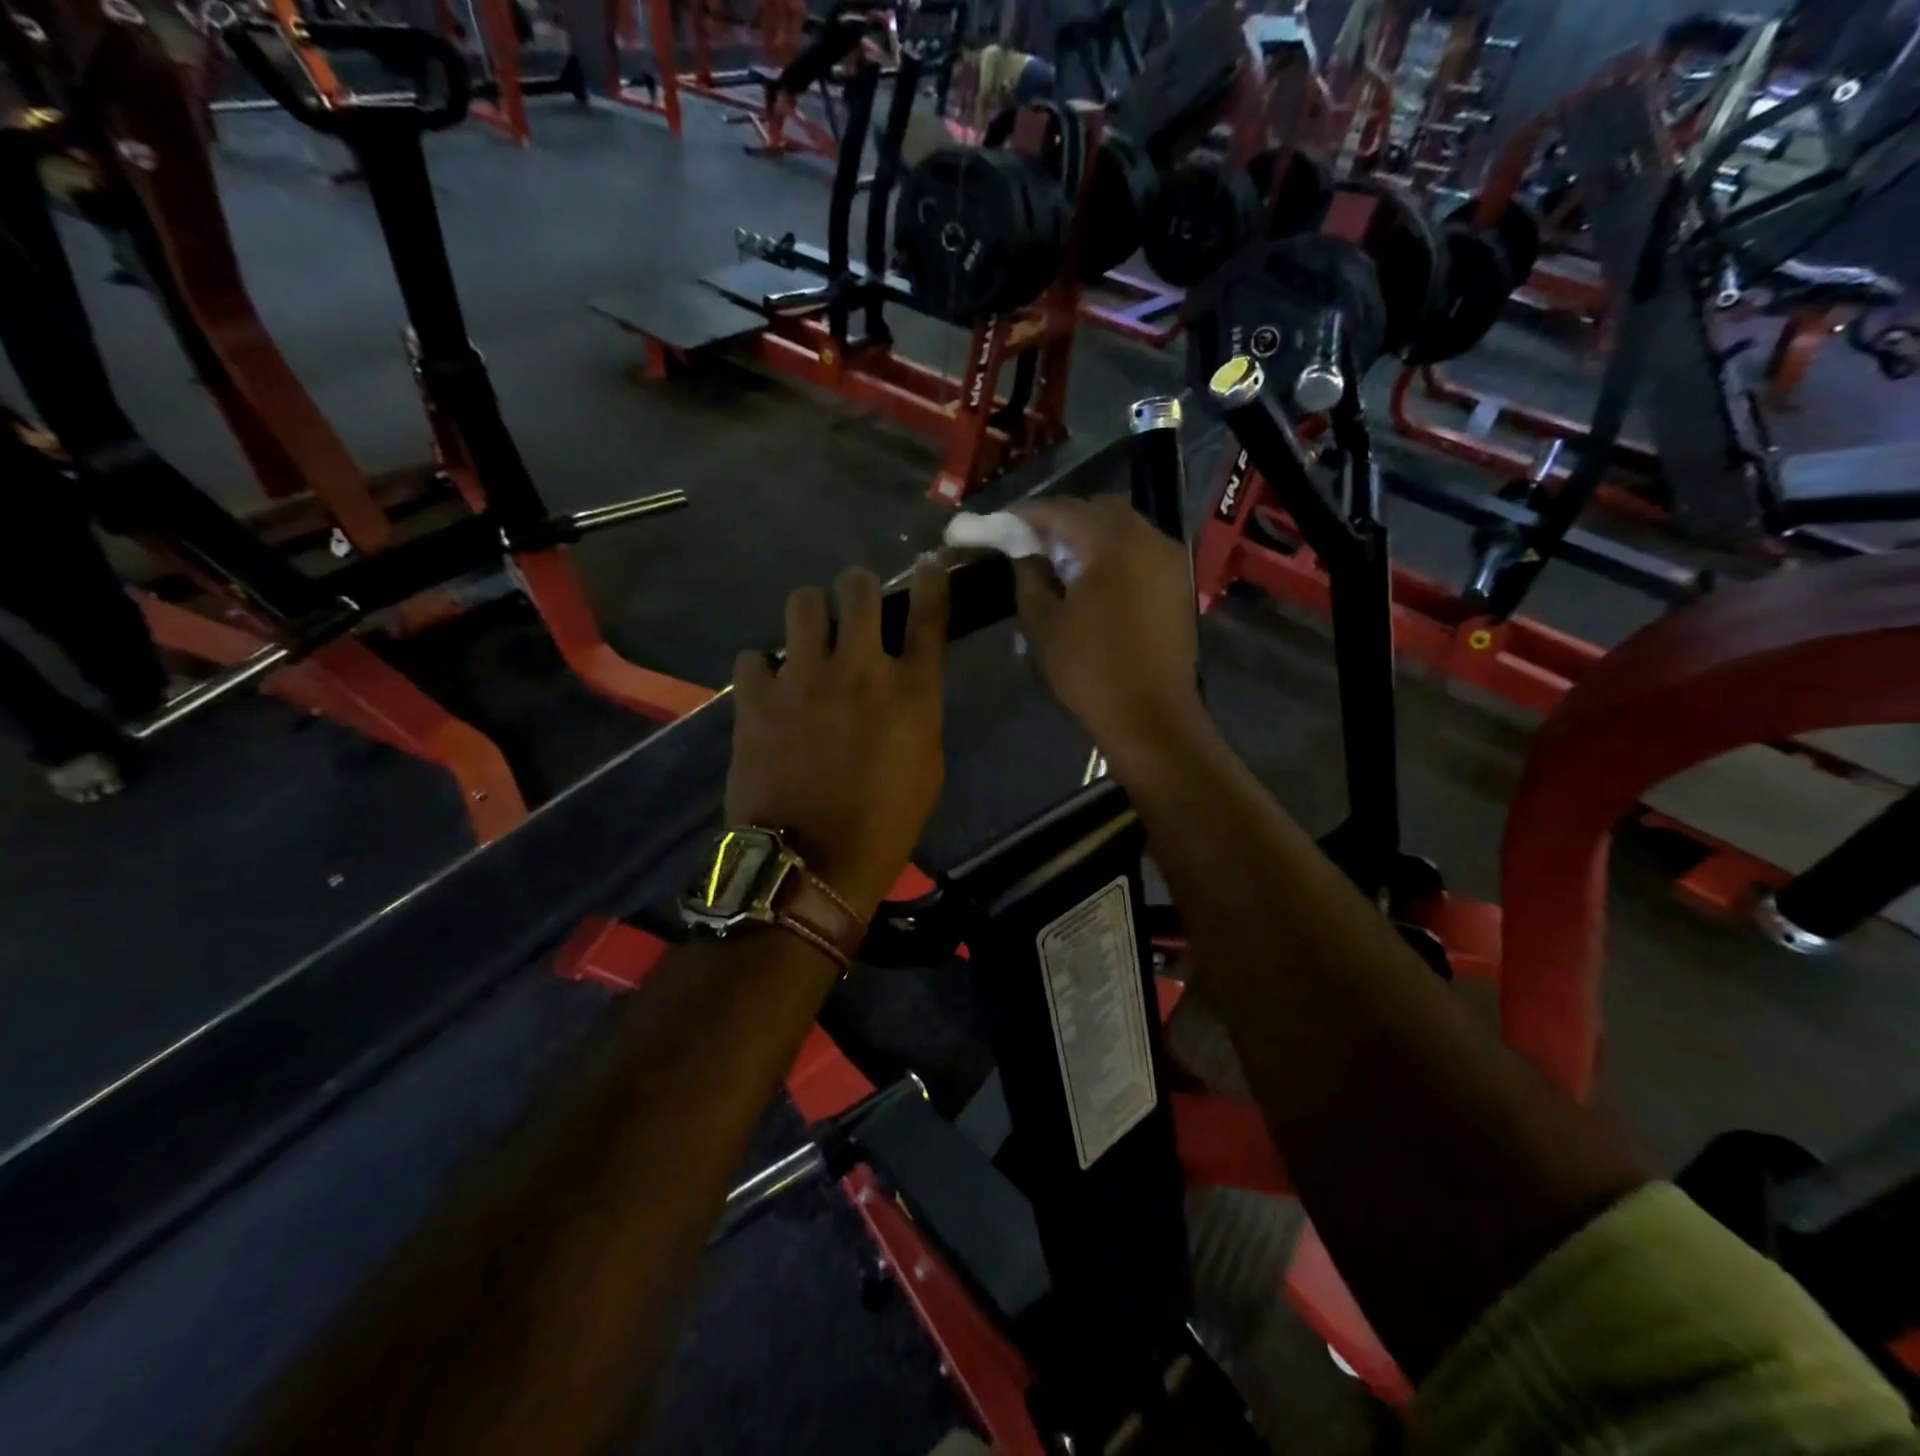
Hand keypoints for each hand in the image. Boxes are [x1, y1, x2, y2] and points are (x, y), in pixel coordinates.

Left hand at [726, 565, 949, 921]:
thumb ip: (918, 713)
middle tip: (853, 608)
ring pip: (802, 602)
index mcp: (912, 691)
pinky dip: (763, 669)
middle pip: (858, 588)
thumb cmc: (884, 826)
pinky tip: (768, 690)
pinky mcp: (756, 698)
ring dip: (810, 615)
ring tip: (808, 640)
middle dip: (858, 589)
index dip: (932, 581)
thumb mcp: (926, 768)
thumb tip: (900, 685)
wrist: (811, 865)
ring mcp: (803, 678)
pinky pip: (754, 656)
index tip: (928, 566)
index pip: (929, 614)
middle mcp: (860, 669)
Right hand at [1010, 497, 1203, 768]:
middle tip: (1029, 546)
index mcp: (1113, 543)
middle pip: (1097, 512)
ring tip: (1057, 566)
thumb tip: (1025, 552)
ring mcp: (1170, 562)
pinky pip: (1139, 554)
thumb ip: (1029, 577)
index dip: (1025, 515)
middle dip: (1060, 523)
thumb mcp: (1043, 624)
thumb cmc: (1090, 671)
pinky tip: (1089, 583)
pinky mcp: (1178, 585)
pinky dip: (1112, 557)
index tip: (998, 525)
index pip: (1062, 510)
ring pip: (1122, 531)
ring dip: (1088, 539)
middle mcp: (1149, 539)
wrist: (1151, 718)